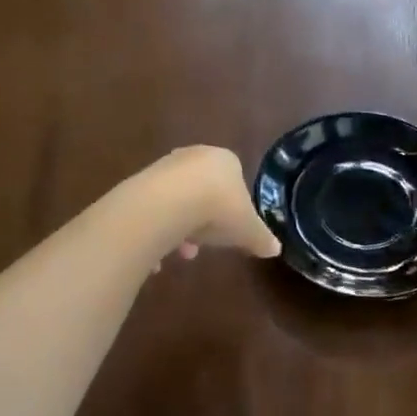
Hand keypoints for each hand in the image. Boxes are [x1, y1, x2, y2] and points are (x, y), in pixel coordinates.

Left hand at [141, 146, 280, 262]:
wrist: (169, 203)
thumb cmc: (219, 208)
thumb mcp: (249, 229)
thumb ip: (262, 238)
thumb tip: (275, 249)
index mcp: (225, 160)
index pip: (234, 178)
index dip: (234, 207)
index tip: (232, 229)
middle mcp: (194, 156)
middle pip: (203, 190)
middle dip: (205, 221)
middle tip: (205, 245)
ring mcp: (164, 168)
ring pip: (178, 201)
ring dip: (182, 228)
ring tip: (183, 253)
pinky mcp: (141, 182)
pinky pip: (155, 211)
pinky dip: (158, 233)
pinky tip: (159, 258)